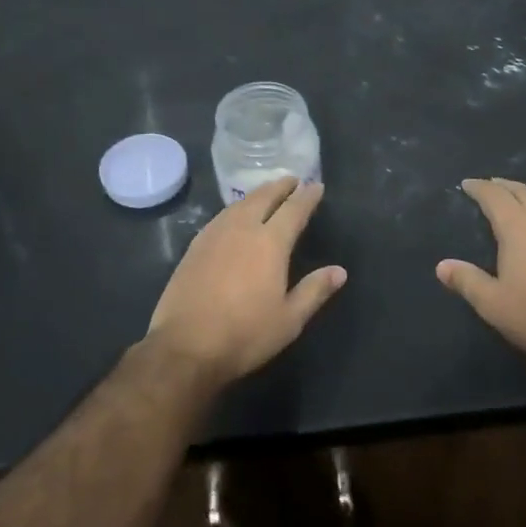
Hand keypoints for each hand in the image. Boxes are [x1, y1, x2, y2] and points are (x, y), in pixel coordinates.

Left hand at [146, 178, 345, 385]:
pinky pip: (220, 217)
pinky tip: (234, 217)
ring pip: (239, 205)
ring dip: (256, 195)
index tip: (317, 186)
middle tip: (292, 180)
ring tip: (266, 193)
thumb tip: (340, 271)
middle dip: (280, 187)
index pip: (294, 210)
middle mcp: (242, 230)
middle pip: (263, 198)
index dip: (307, 196)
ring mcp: (214, 236)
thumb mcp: (289, 319)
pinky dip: (235, 209)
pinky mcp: (194, 248)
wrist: (185, 347)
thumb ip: (315, 291)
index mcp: (270, 243)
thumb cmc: (245, 335)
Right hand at [437, 178, 525, 374]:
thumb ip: (467, 280)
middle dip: (504, 185)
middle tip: (490, 184)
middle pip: (523, 192)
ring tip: (520, 196)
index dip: (480, 188)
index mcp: (518, 228)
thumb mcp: (493, 303)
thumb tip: (442, 265)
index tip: (467, 183)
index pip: (495, 197)